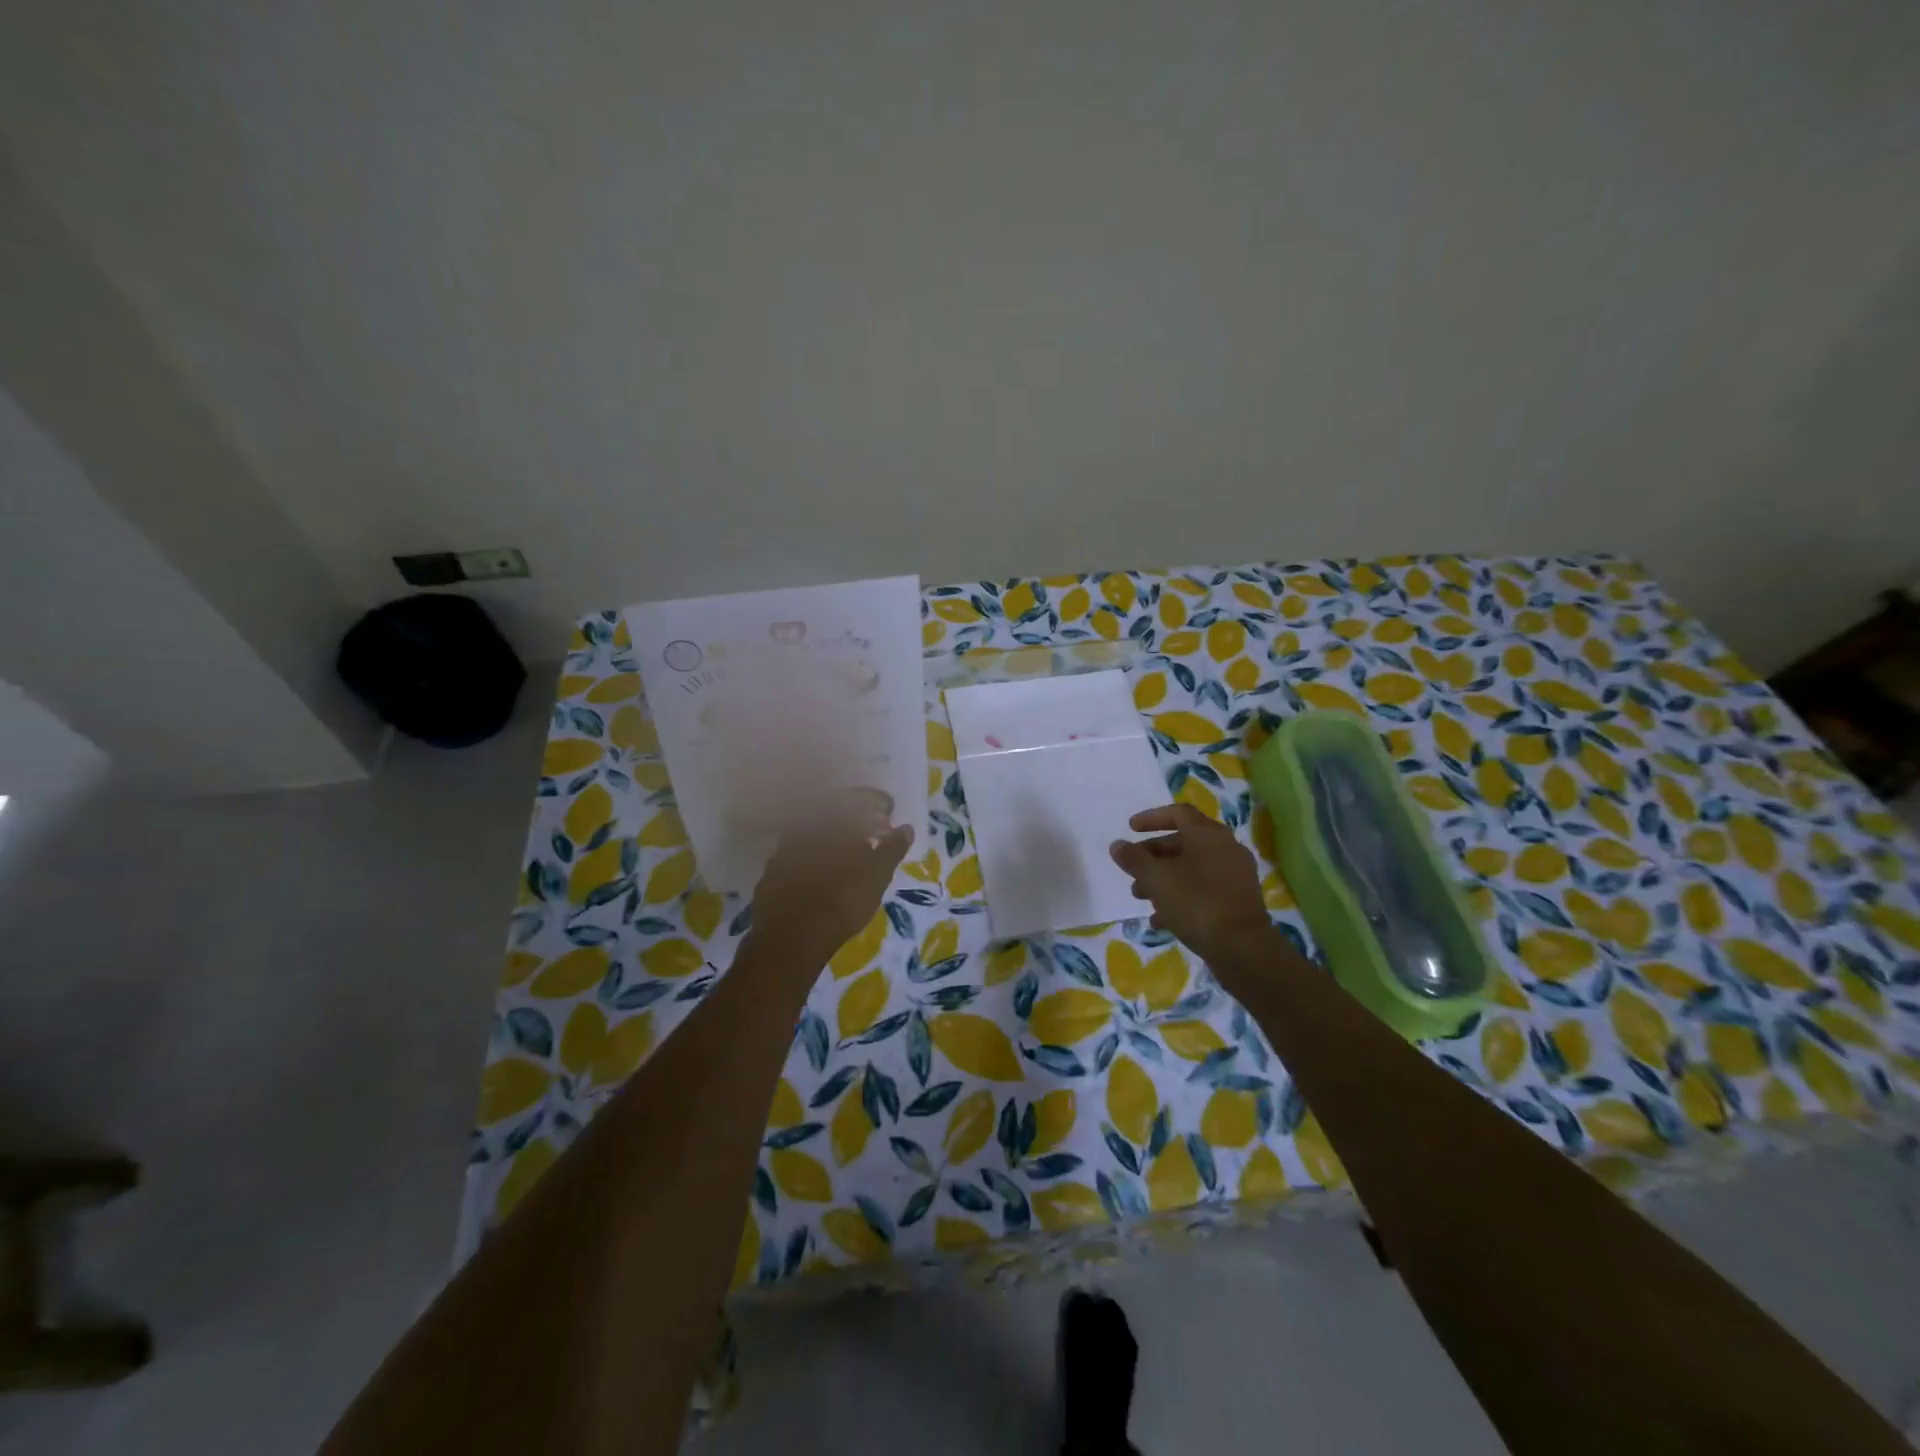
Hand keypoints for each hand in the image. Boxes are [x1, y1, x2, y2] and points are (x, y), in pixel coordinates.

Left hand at [748, 799, 913, 971]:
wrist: (792, 935)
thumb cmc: (843, 898)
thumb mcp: (878, 874)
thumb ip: (892, 848)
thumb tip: (905, 828)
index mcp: (831, 818)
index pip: (857, 797)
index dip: (877, 802)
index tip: (889, 812)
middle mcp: (804, 825)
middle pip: (833, 812)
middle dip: (855, 819)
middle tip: (873, 832)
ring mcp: (784, 847)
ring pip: (814, 833)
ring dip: (834, 838)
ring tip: (852, 854)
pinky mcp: (771, 870)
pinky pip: (799, 853)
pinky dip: (816, 856)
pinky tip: (825, 872)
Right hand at [1109, 805, 1270, 968]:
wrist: (1242, 947)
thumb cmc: (1195, 903)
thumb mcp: (1155, 879)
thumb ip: (1133, 859)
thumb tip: (1117, 845)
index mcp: (1207, 834)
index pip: (1177, 813)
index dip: (1151, 818)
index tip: (1130, 829)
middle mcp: (1225, 847)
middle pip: (1184, 841)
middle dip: (1153, 854)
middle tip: (1132, 869)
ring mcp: (1235, 874)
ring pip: (1193, 867)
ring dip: (1164, 877)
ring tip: (1141, 896)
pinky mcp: (1239, 899)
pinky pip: (1204, 889)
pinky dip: (1181, 895)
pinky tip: (1161, 919)